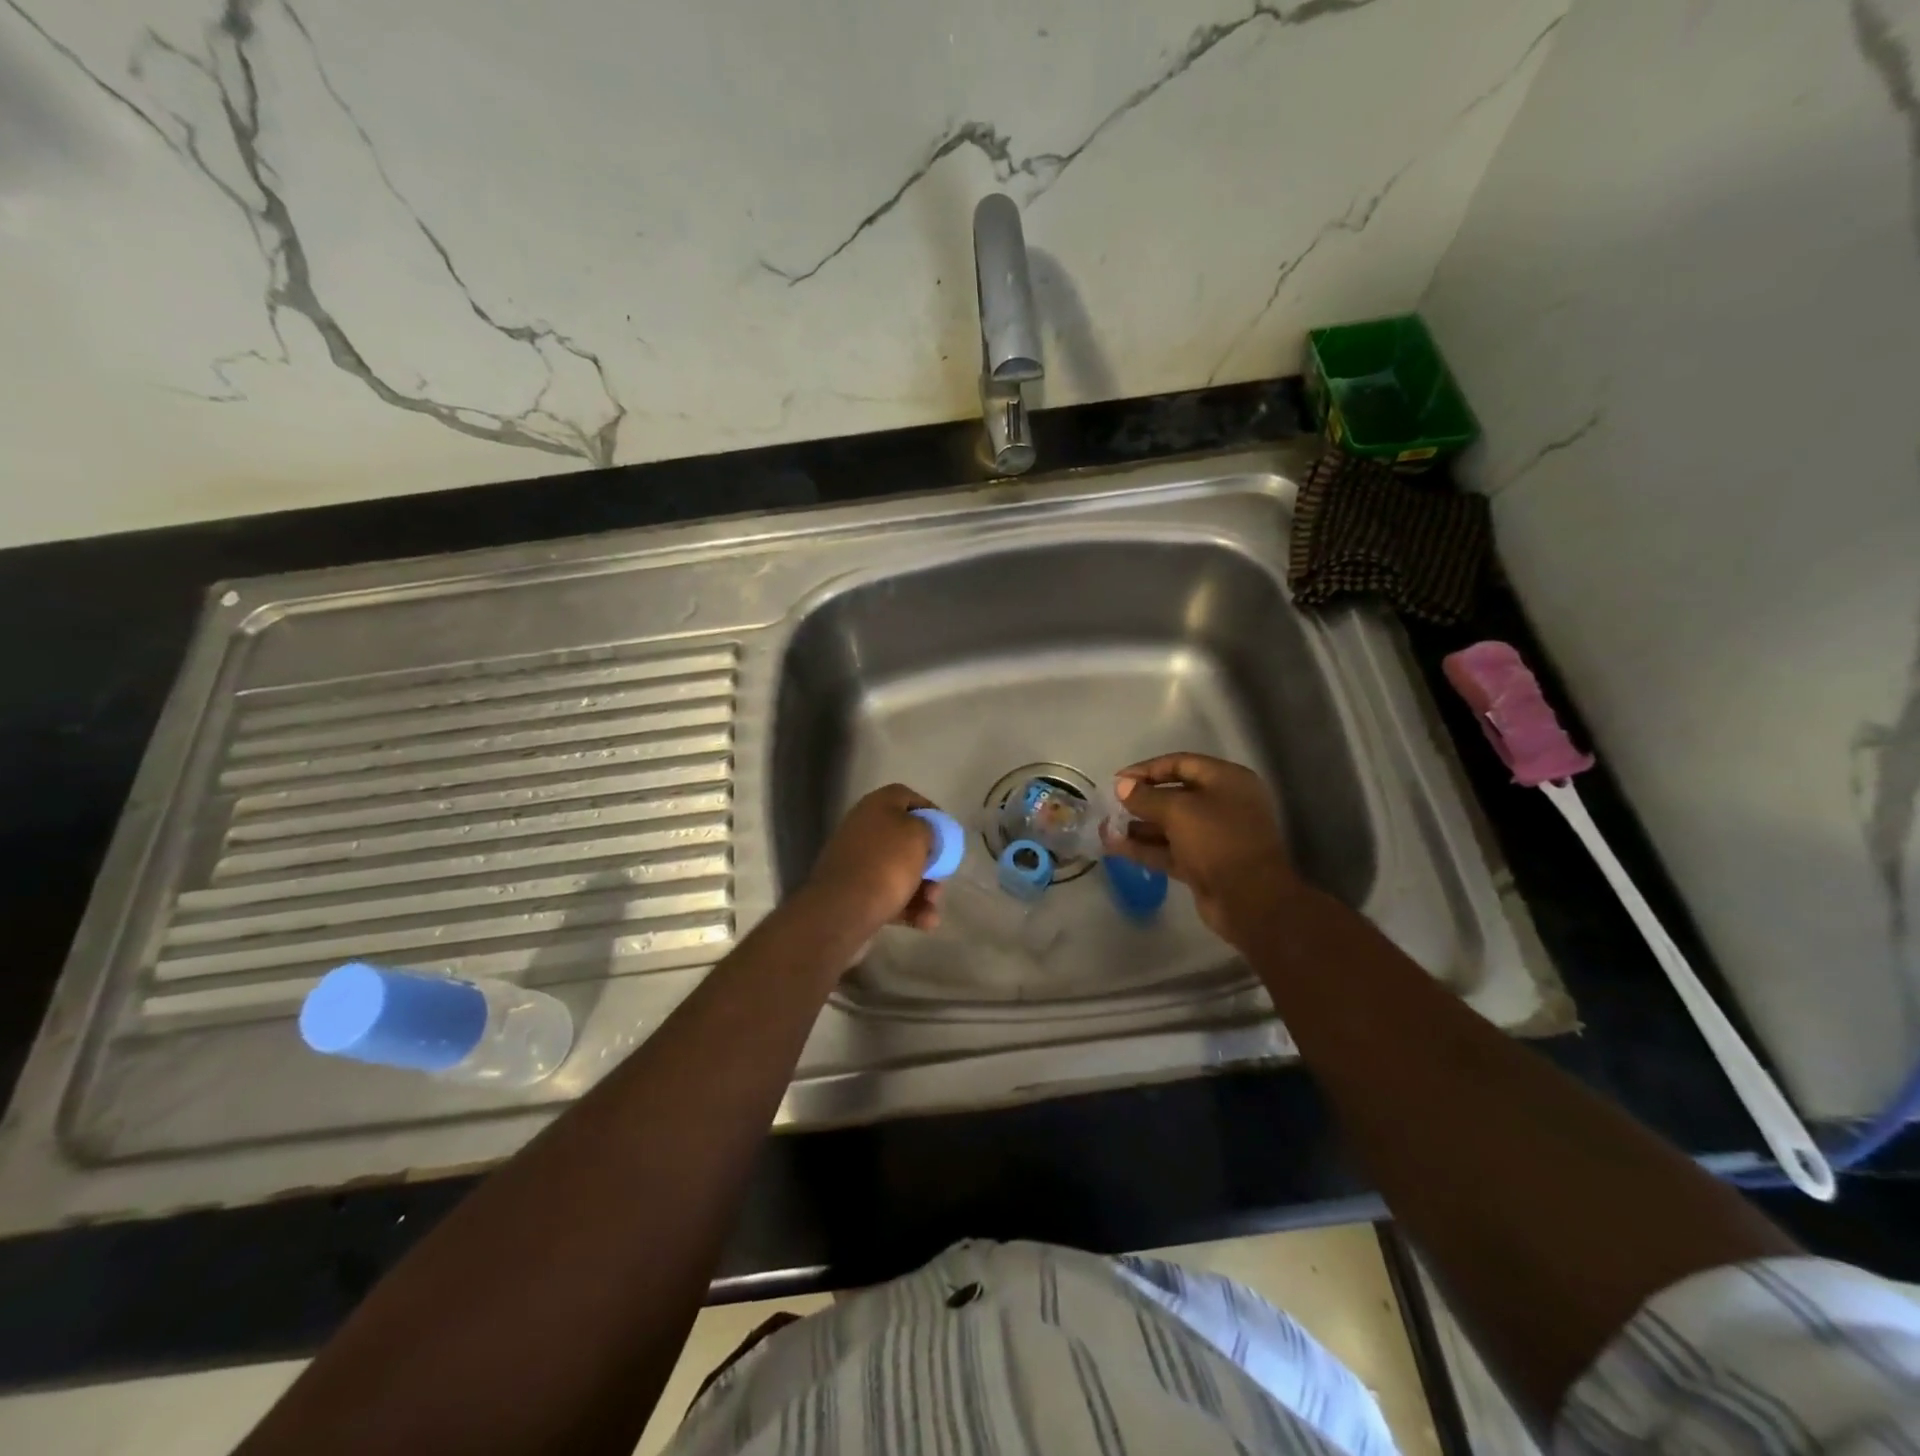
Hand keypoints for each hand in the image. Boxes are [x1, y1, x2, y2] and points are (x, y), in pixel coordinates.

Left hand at [800, 784, 943, 936]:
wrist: (843, 909)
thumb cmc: (886, 863)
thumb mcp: (919, 835)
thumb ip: (929, 827)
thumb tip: (923, 834)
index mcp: (877, 806)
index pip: (908, 797)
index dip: (931, 812)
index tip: (947, 833)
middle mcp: (864, 828)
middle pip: (905, 839)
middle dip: (929, 861)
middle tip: (942, 876)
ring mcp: (857, 861)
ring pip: (899, 870)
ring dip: (923, 888)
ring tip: (933, 906)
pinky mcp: (854, 891)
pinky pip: (888, 894)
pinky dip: (908, 907)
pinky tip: (925, 922)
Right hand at [1105, 753, 1298, 943]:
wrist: (1250, 900)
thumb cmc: (1218, 841)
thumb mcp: (1178, 811)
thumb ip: (1146, 797)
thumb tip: (1121, 785)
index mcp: (1227, 780)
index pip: (1181, 763)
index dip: (1147, 769)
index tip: (1117, 780)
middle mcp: (1222, 804)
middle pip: (1174, 794)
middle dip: (1140, 800)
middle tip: (1110, 806)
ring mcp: (1214, 836)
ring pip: (1169, 825)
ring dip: (1138, 826)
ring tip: (1105, 828)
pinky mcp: (1203, 864)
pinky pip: (1169, 850)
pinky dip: (1144, 848)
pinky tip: (1115, 847)